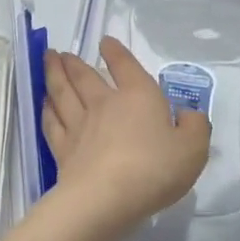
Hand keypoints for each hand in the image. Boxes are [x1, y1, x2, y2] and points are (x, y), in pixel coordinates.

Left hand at [42, 37, 211, 233]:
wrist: (106, 199)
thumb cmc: (153, 169)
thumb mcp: (192, 149)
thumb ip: (195, 128)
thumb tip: (189, 114)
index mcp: (138, 97)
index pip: (126, 67)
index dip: (116, 53)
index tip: (105, 41)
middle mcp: (104, 104)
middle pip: (84, 77)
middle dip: (73, 62)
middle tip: (61, 52)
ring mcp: (79, 126)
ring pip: (63, 93)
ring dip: (54, 75)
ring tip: (49, 62)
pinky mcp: (63, 150)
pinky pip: (52, 123)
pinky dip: (47, 110)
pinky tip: (44, 104)